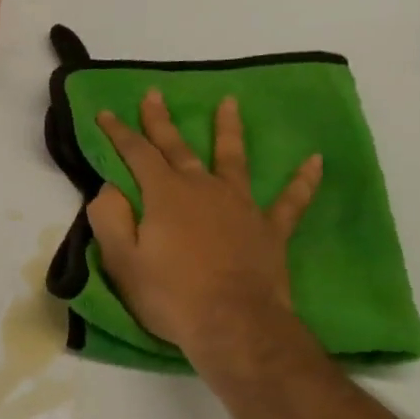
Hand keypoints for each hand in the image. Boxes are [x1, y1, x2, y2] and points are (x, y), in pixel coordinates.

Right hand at [89, 89, 321, 375]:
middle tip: (154, 94)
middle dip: (162, 121)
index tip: (104, 112)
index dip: (118, 133)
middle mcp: (203, 189)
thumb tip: (108, 189)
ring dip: (229, 131)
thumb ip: (110, 220)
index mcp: (164, 195)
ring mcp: (241, 206)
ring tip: (229, 103)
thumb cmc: (170, 296)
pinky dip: (303, 181)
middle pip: (179, 148)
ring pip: (233, 159)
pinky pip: (290, 200)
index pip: (136, 154)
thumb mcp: (123, 263)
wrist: (233, 324)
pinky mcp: (269, 230)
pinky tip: (315, 161)